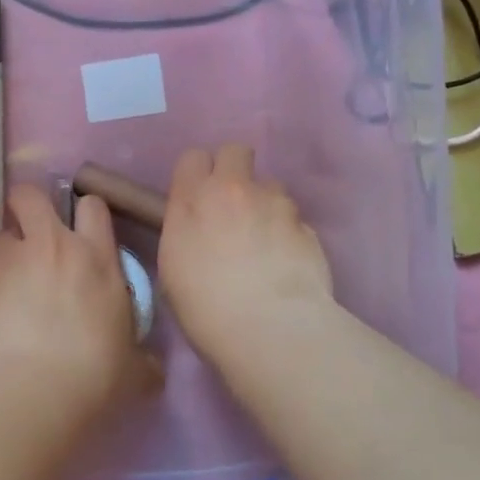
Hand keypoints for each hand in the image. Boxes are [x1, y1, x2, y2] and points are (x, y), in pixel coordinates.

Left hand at [0, 185, 160, 421]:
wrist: (32, 394)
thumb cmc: (95, 375)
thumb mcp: (134, 368)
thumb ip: (142, 359)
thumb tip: (152, 369)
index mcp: (95, 258)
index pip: (91, 206)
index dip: (85, 214)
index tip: (81, 232)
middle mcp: (50, 248)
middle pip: (29, 196)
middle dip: (27, 206)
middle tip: (32, 233)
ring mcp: (8, 266)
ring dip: (6, 255)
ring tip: (12, 287)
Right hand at [158, 144, 334, 361]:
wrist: (269, 328)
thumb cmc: (205, 307)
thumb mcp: (172, 269)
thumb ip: (184, 232)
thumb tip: (198, 228)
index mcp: (192, 200)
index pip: (193, 157)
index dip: (197, 174)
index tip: (197, 197)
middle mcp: (234, 190)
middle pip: (235, 151)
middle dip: (233, 169)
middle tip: (231, 204)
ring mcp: (275, 204)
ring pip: (270, 185)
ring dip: (264, 204)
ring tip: (264, 241)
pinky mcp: (307, 225)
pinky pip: (294, 218)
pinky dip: (288, 233)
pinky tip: (285, 263)